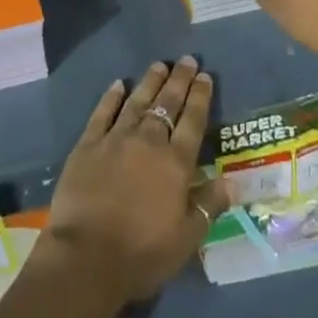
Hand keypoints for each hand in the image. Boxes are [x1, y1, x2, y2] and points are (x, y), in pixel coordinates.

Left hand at [46, 59, 229, 301]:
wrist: (87, 257)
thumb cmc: (142, 254)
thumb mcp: (186, 239)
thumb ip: (208, 206)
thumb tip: (230, 181)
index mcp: (175, 164)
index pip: (193, 122)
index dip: (200, 97)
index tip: (205, 76)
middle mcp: (148, 142)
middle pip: (167, 104)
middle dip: (179, 81)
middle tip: (187, 60)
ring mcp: (116, 139)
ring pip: (137, 102)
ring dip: (150, 82)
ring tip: (160, 65)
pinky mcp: (88, 144)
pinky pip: (103, 113)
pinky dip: (112, 97)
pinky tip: (119, 84)